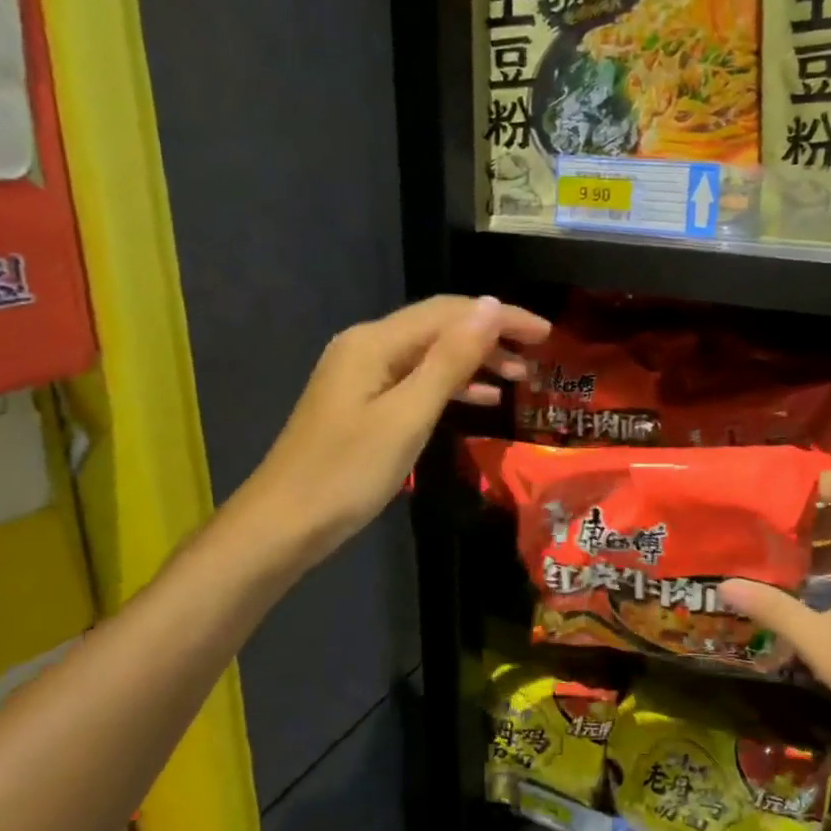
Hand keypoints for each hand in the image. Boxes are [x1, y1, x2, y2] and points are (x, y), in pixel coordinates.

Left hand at [244, 295, 550, 563]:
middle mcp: (366, 346)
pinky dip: (450, 385)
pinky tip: (480, 400)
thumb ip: (451, 360)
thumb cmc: (347, 472)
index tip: (546, 334)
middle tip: (539, 355)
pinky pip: (416, 380)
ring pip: (430, 355)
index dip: (501, 317)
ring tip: (519, 377)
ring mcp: (361, 375)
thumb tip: (491, 306)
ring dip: (474, 361)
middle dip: (491, 336)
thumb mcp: (408, 415)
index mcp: (374, 342)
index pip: (450, 312)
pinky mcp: (362, 403)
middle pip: (439, 327)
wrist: (284, 523)